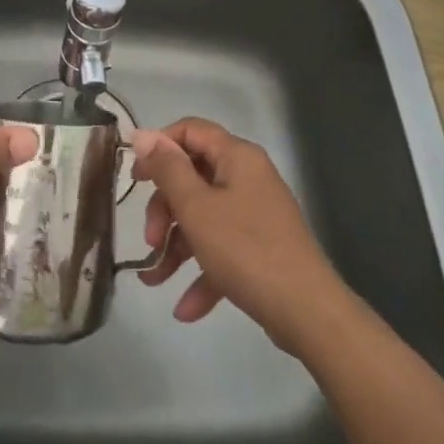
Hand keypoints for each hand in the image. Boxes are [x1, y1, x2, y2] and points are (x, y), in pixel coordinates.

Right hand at [132, 117, 347, 355]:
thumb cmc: (245, 249)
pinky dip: (202, 272)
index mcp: (237, 157)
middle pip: (193, 177)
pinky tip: (185, 309)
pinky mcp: (260, 248)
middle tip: (149, 239)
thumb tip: (144, 135)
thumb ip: (167, 169)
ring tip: (155, 279)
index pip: (190, 130)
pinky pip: (222, 249)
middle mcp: (248, 177)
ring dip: (176, 246)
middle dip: (165, 209)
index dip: (159, 147)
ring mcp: (256, 214)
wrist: (308, 313)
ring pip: (204, 217)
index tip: (135, 176)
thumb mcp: (195, 207)